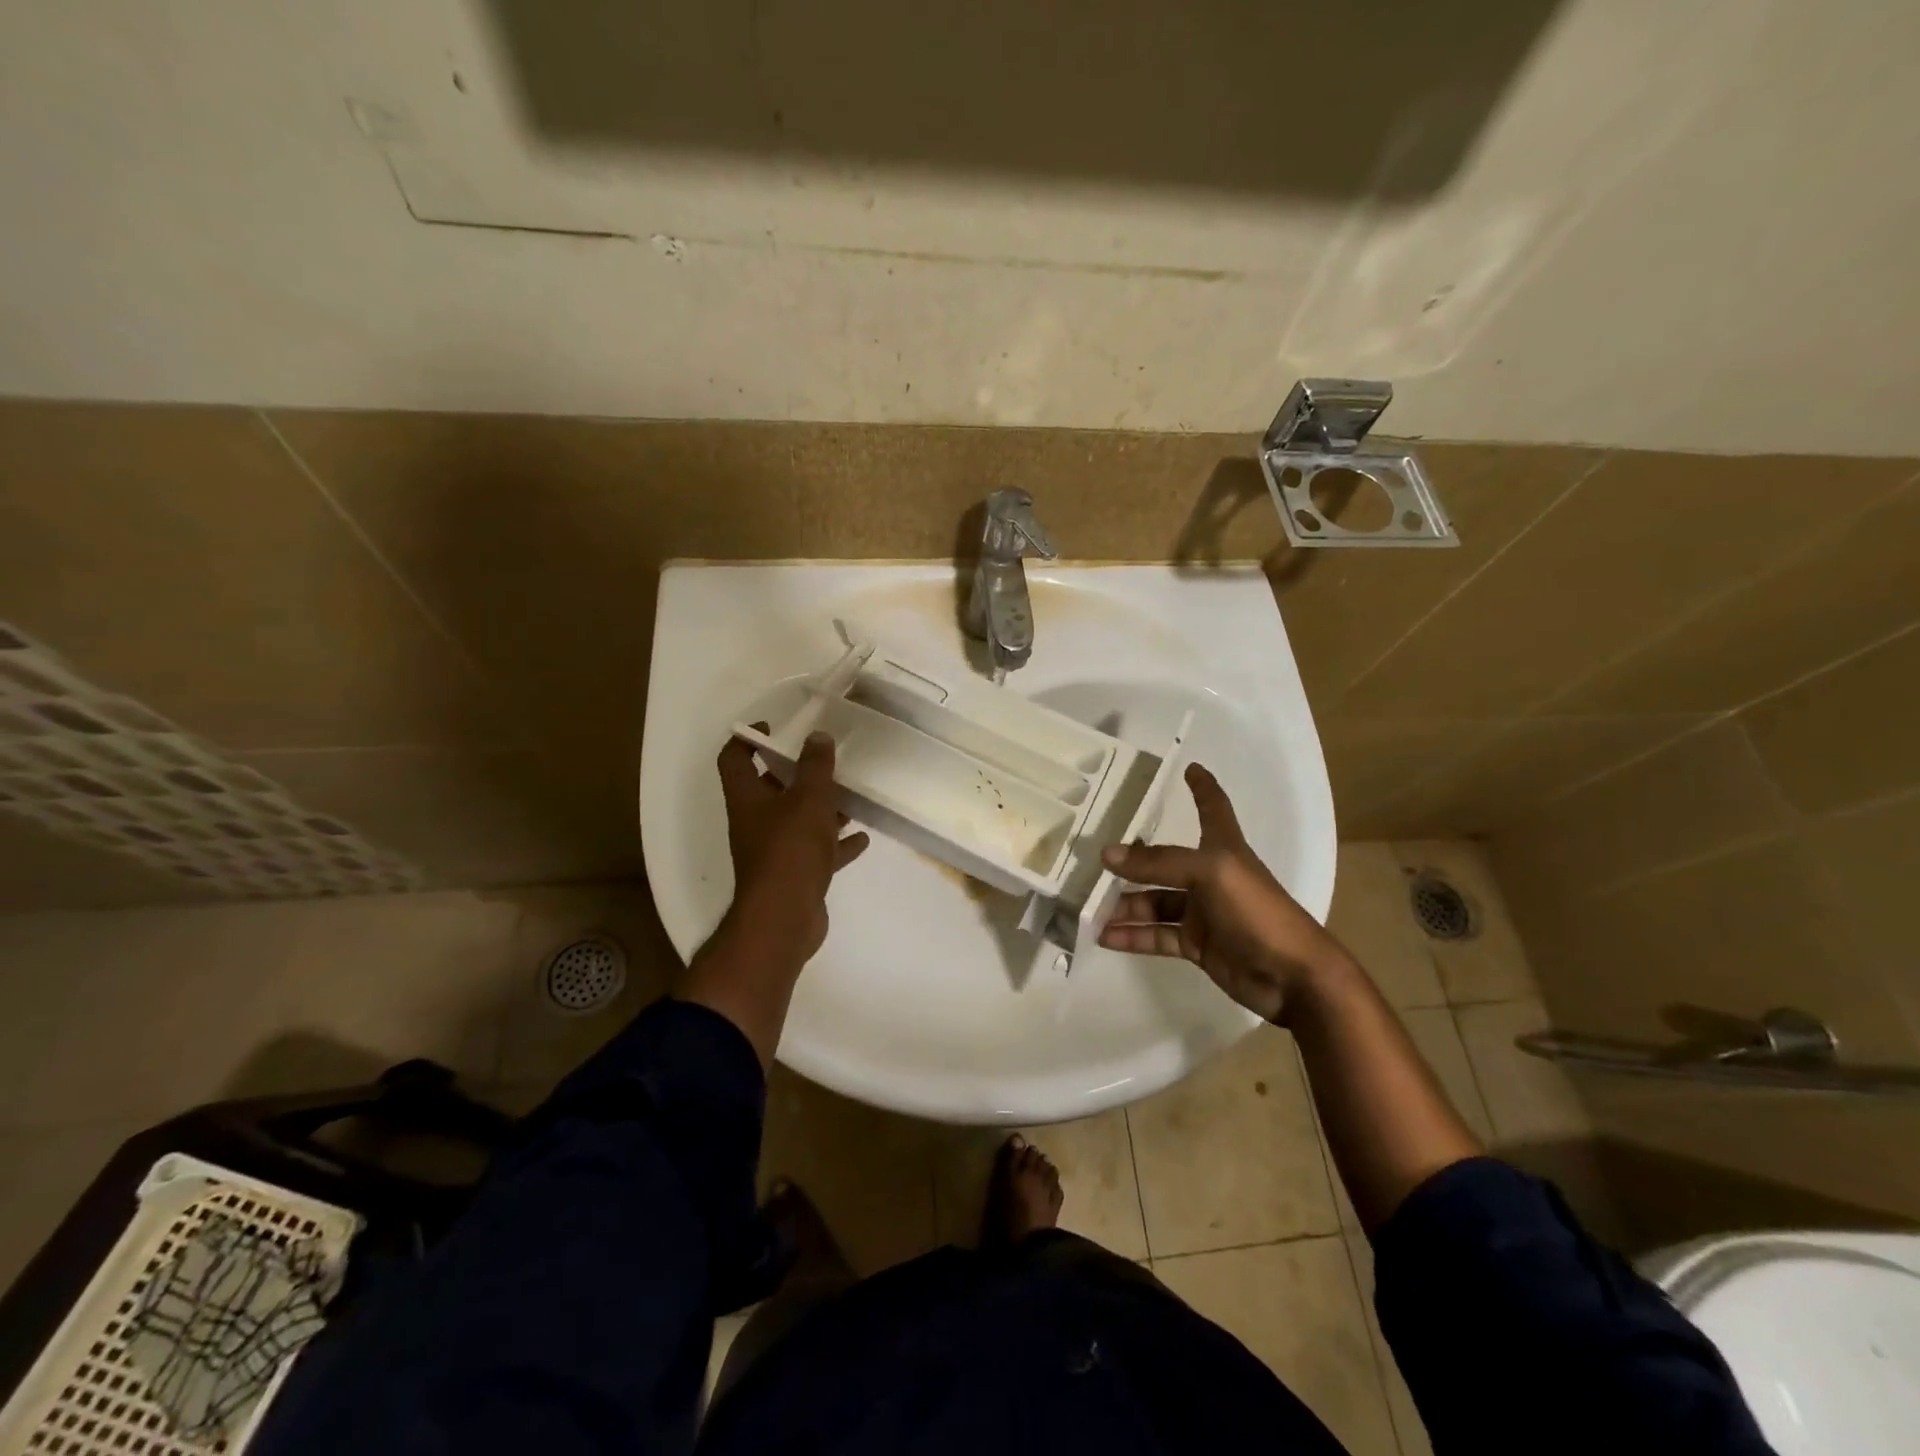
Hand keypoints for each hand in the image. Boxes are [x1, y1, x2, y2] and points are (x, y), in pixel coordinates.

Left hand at [717, 727, 868, 961]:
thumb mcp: (809, 799)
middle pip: (770, 790)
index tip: (772, 726)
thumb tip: (817, 736)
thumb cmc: (791, 849)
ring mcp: (774, 852)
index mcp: (748, 799)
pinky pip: (816, 852)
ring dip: (821, 809)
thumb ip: (815, 766)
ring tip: (850, 797)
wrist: (785, 919)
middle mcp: (755, 823)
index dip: (747, 738)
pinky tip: (861, 837)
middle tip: (823, 761)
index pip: (734, 758)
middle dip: (796, 774)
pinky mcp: (794, 876)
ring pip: (797, 821)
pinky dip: (836, 844)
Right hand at [1097, 763, 1348, 1023]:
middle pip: (1164, 862)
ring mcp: (1203, 913)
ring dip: (1124, 905)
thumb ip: (1158, 863)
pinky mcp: (1198, 946)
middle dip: (1132, 861)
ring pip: (1154, 902)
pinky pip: (1157, 936)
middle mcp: (1210, 876)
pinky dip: (1132, 936)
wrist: (1293, 977)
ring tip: (1088, 908)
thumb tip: (1106, 855)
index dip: (1202, 787)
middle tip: (1092, 860)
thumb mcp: (1208, 874)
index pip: (1212, 808)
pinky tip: (1103, 936)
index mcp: (1223, 849)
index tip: (1190, 768)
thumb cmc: (1257, 911)